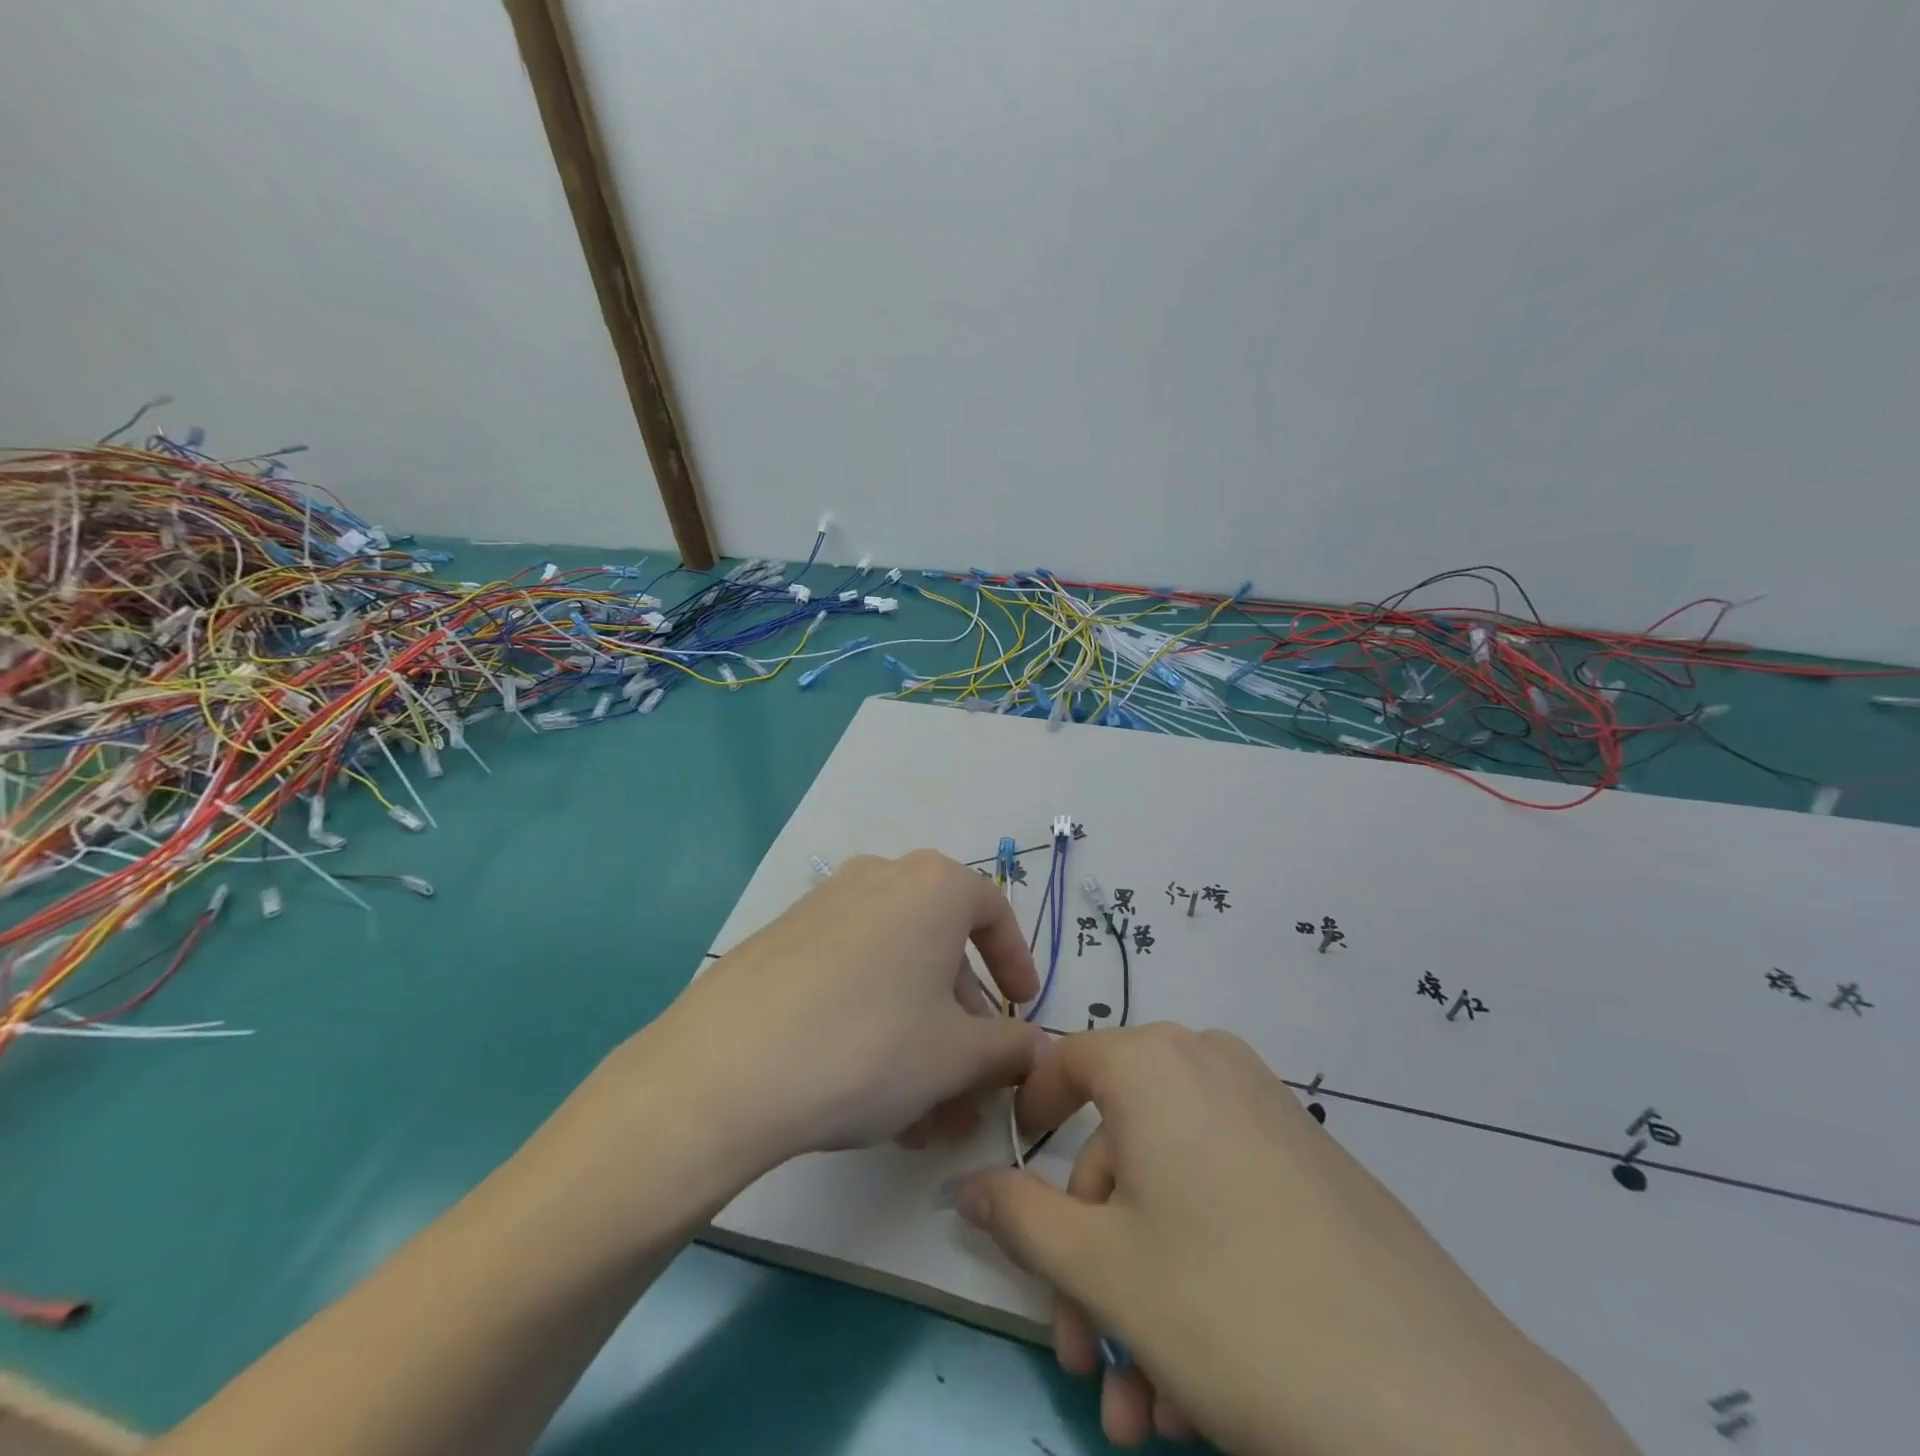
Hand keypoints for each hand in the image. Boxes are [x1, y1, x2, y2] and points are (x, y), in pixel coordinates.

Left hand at [632, 849, 1047, 1178]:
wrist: (725, 1069)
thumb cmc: (868, 1046)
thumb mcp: (955, 1056)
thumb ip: (1008, 1048)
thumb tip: (1034, 1048)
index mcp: (933, 886)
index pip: (993, 913)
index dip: (1015, 963)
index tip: (1021, 1009)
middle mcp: (880, 878)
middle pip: (940, 950)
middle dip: (962, 1025)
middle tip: (968, 1088)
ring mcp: (825, 905)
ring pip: (894, 971)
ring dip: (919, 1037)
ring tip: (920, 1117)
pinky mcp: (782, 938)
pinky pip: (850, 975)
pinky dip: (873, 1023)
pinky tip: (868, 1093)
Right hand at [956, 1026, 1639, 1455]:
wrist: (1440, 1406)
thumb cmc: (1231, 1308)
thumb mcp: (1102, 1269)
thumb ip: (1019, 1216)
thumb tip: (964, 1183)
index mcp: (1154, 1064)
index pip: (1064, 1063)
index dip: (1029, 1118)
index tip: (1015, 1187)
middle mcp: (1210, 1068)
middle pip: (1117, 1151)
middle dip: (1088, 1261)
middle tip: (1083, 1362)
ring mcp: (1269, 1115)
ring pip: (1169, 1192)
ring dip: (1139, 1295)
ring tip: (1143, 1412)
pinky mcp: (1314, 1169)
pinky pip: (1224, 1203)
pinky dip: (1194, 1277)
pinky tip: (1198, 1390)